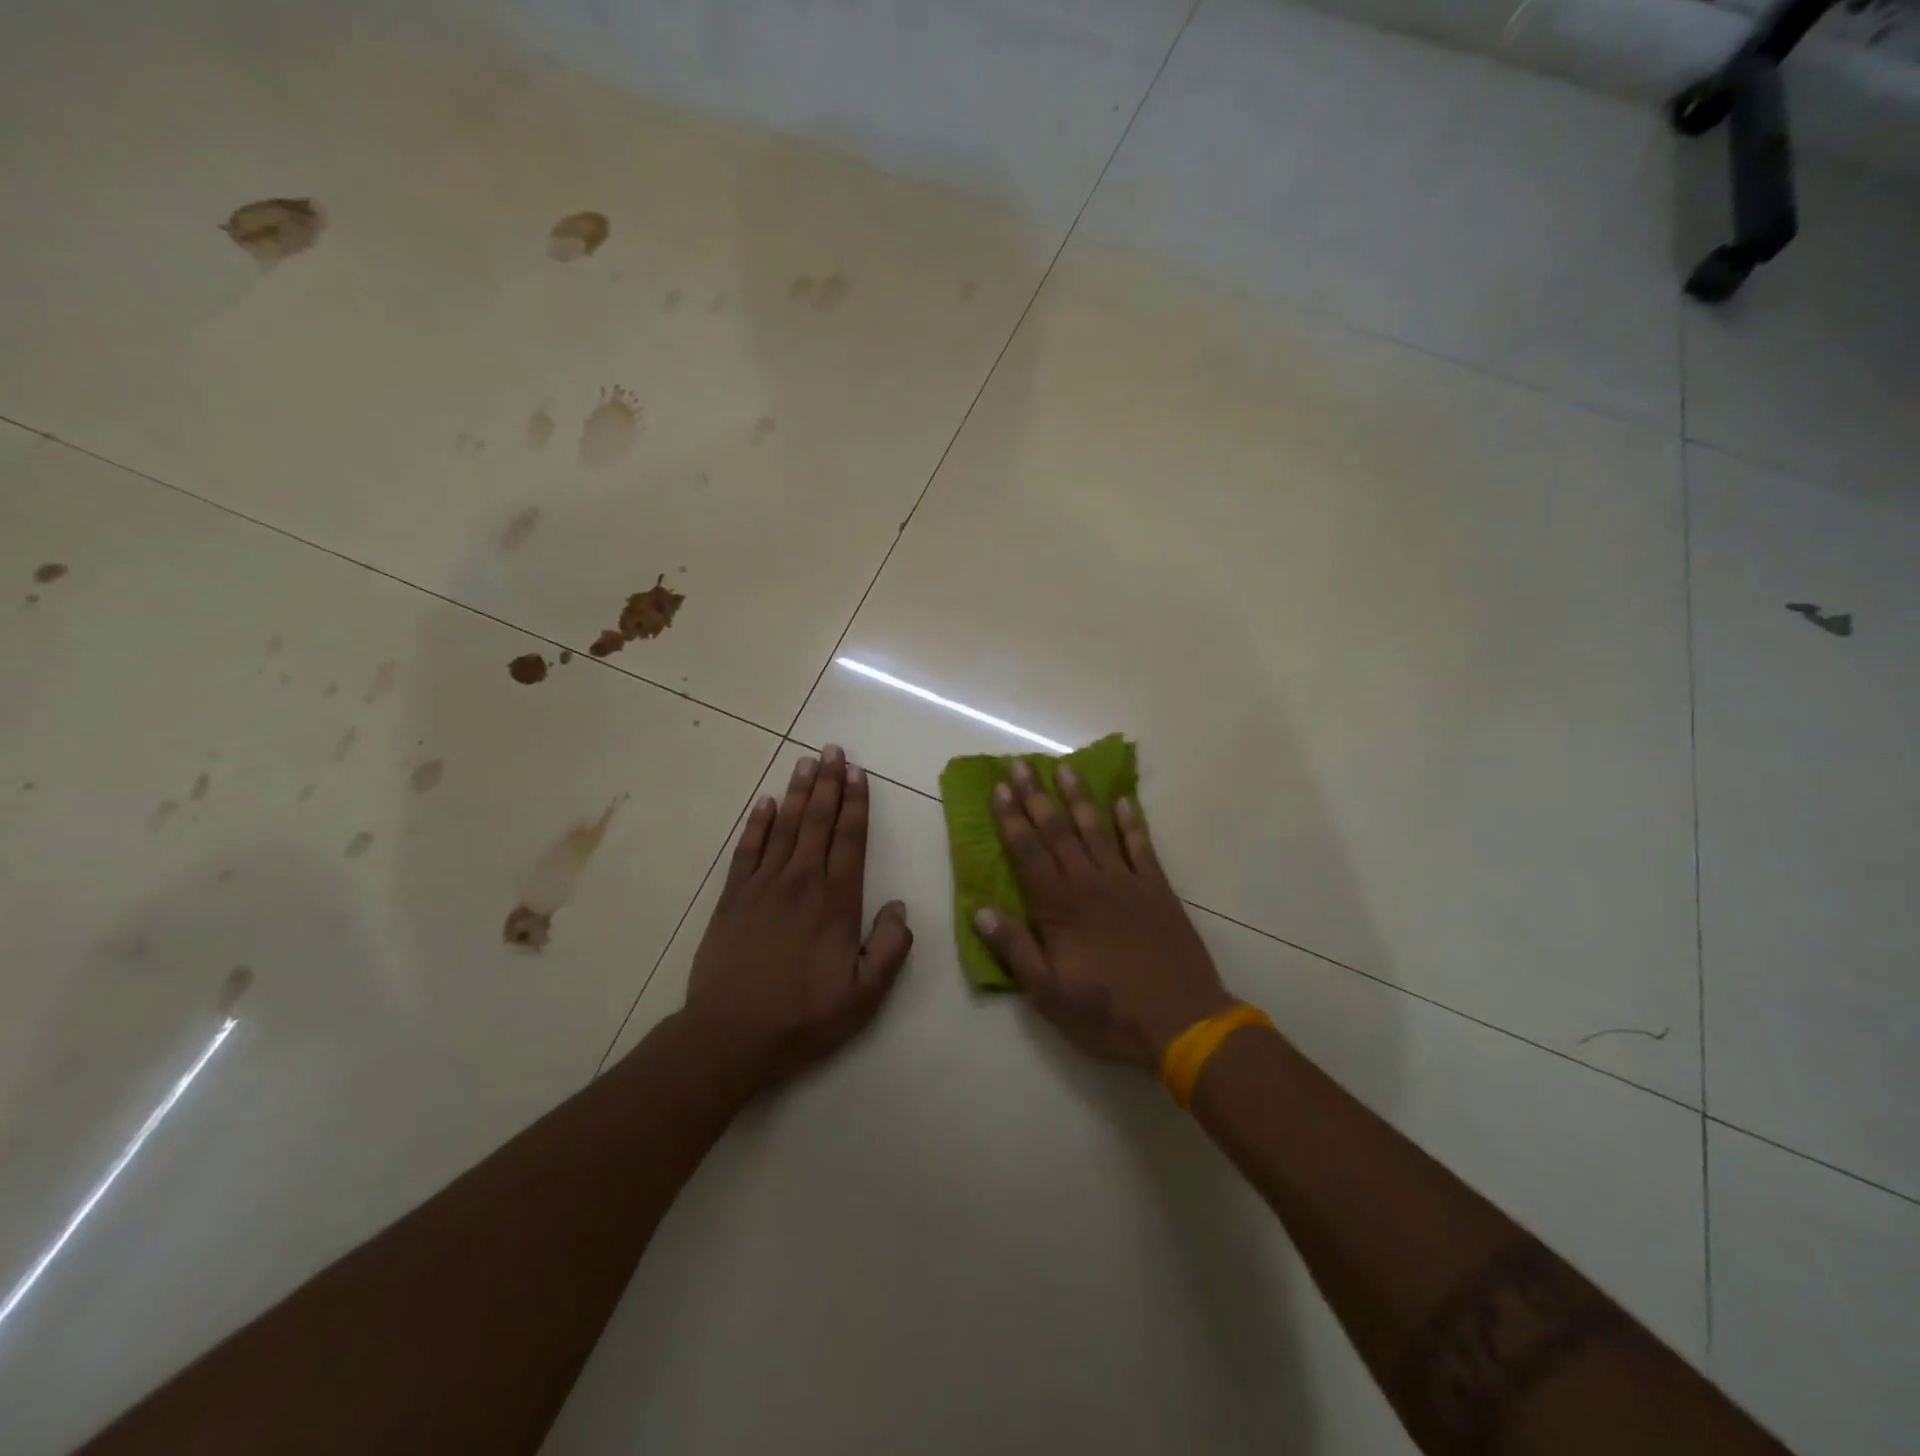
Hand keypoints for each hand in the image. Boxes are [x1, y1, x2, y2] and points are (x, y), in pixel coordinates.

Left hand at [684, 746, 911, 1088]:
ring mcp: (763, 886)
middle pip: (819, 822)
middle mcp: (801, 882)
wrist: (730, 1034)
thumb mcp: (865, 995)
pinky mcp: (732, 897)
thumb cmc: (804, 1016)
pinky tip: (767, 803)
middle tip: (833, 750)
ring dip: (798, 792)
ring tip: (807, 762)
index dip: (857, 804)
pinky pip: (748, 849)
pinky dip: (758, 823)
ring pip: (785, 827)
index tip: (859, 773)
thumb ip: (890, 948)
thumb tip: (900, 907)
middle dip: (830, 783)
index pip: (851, 839)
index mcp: (837, 901)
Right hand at [974, 760, 1234, 1070]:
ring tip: (1066, 768)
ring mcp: (1127, 883)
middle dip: (1037, 796)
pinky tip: (1125, 800)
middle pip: (1057, 831)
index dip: (1011, 819)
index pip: (1027, 853)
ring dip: (1079, 798)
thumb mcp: (1048, 994)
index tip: (999, 787)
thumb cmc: (1108, 1014)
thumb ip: (1015, 949)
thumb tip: (981, 911)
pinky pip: (1142, 847)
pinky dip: (1133, 822)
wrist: (1182, 1023)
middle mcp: (1089, 884)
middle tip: (1022, 763)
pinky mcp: (1158, 890)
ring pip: (1096, 829)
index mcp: (1059, 908)